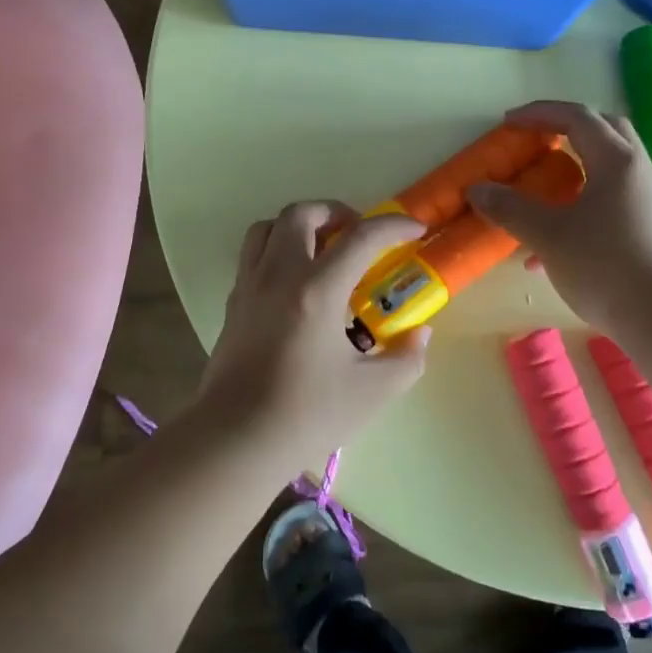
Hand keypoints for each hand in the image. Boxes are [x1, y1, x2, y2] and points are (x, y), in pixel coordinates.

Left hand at [195, 201, 431, 464]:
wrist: (235, 440)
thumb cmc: (307, 414)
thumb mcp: (372, 392)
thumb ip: (405, 358)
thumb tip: (419, 334)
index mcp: (317, 290)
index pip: (361, 237)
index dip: (393, 226)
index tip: (415, 230)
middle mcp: (279, 275)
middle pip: (302, 214)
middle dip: (336, 212)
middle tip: (358, 236)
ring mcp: (249, 287)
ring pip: (267, 228)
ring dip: (299, 226)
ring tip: (323, 250)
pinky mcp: (233, 305)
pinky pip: (252, 256)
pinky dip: (277, 251)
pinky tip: (295, 285)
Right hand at [467, 100, 651, 329]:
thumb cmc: (605, 266)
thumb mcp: (549, 236)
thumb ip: (510, 209)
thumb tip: (476, 189)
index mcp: (616, 161)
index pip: (577, 118)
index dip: (540, 114)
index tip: (509, 123)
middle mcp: (639, 172)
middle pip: (605, 131)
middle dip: (567, 130)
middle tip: (537, 142)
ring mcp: (651, 201)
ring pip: (610, 169)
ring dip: (576, 171)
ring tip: (542, 197)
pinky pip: (615, 201)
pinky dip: (585, 204)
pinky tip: (559, 247)